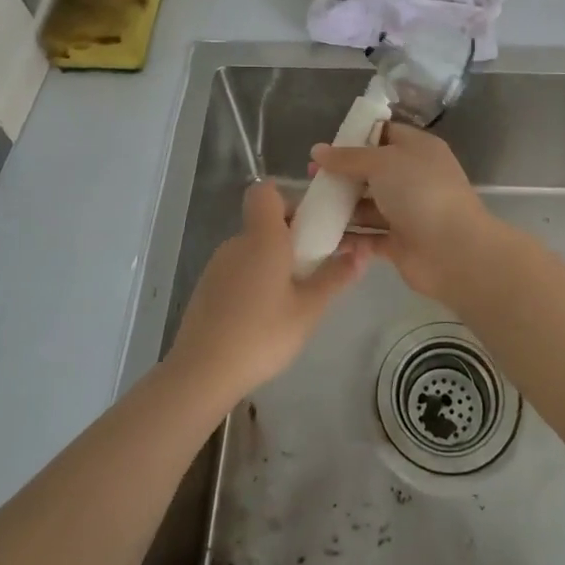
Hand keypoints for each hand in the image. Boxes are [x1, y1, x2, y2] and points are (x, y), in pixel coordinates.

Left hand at [167, 180, 370, 406]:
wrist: (202, 372)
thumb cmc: (262, 334)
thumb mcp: (309, 309)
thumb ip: (336, 277)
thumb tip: (363, 252)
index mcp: (262, 237)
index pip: (267, 192)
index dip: (289, 198)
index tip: (312, 223)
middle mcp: (237, 242)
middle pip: (264, 221)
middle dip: (292, 235)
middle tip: (315, 265)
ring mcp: (218, 265)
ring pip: (252, 247)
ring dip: (273, 260)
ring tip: (294, 295)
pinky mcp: (207, 288)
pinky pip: (238, 268)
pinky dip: (255, 279)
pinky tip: (265, 314)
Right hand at [310, 123, 499, 305]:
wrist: (453, 250)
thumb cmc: (420, 192)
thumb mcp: (383, 162)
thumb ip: (348, 157)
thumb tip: (317, 150)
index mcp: (417, 149)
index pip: (384, 134)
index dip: (356, 138)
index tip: (326, 147)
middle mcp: (413, 178)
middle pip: (372, 171)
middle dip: (342, 175)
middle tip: (311, 179)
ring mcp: (407, 212)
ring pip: (368, 205)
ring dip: (341, 207)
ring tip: (308, 208)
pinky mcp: (399, 243)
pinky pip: (368, 236)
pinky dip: (348, 236)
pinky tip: (321, 234)